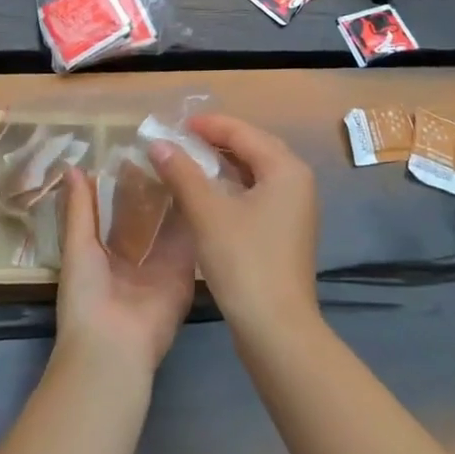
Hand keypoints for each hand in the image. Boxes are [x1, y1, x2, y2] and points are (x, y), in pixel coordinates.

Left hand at [53, 167, 195, 379]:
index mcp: (105, 253)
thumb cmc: (86, 294)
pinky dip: (196, 216)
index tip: (137, 150)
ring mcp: (162, 265)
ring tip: (188, 158)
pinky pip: (190, 241)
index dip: (125, 185)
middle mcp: (136, 258)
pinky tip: (204, 185)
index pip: (118, 213)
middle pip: (148, 217)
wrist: (113, 345)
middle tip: (168, 148)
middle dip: (155, 189)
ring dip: (177, 197)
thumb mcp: (77, 246)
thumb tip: (72, 168)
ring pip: (171, 225)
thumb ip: (79, 209)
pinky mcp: (185, 273)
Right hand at [148, 114, 319, 344]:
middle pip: (253, 147)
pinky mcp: (285, 231)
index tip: (174, 125)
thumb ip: (182, 173)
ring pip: (254, 172)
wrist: (276, 328)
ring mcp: (294, 208)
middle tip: (180, 139)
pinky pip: (256, 193)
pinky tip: (206, 194)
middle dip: (216, 141)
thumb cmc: (244, 262)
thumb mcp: (207, 213)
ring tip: (187, 161)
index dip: (208, 125)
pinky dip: (231, 187)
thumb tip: (157, 143)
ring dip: (222, 164)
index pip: (243, 132)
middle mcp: (297, 182)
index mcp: (286, 169)